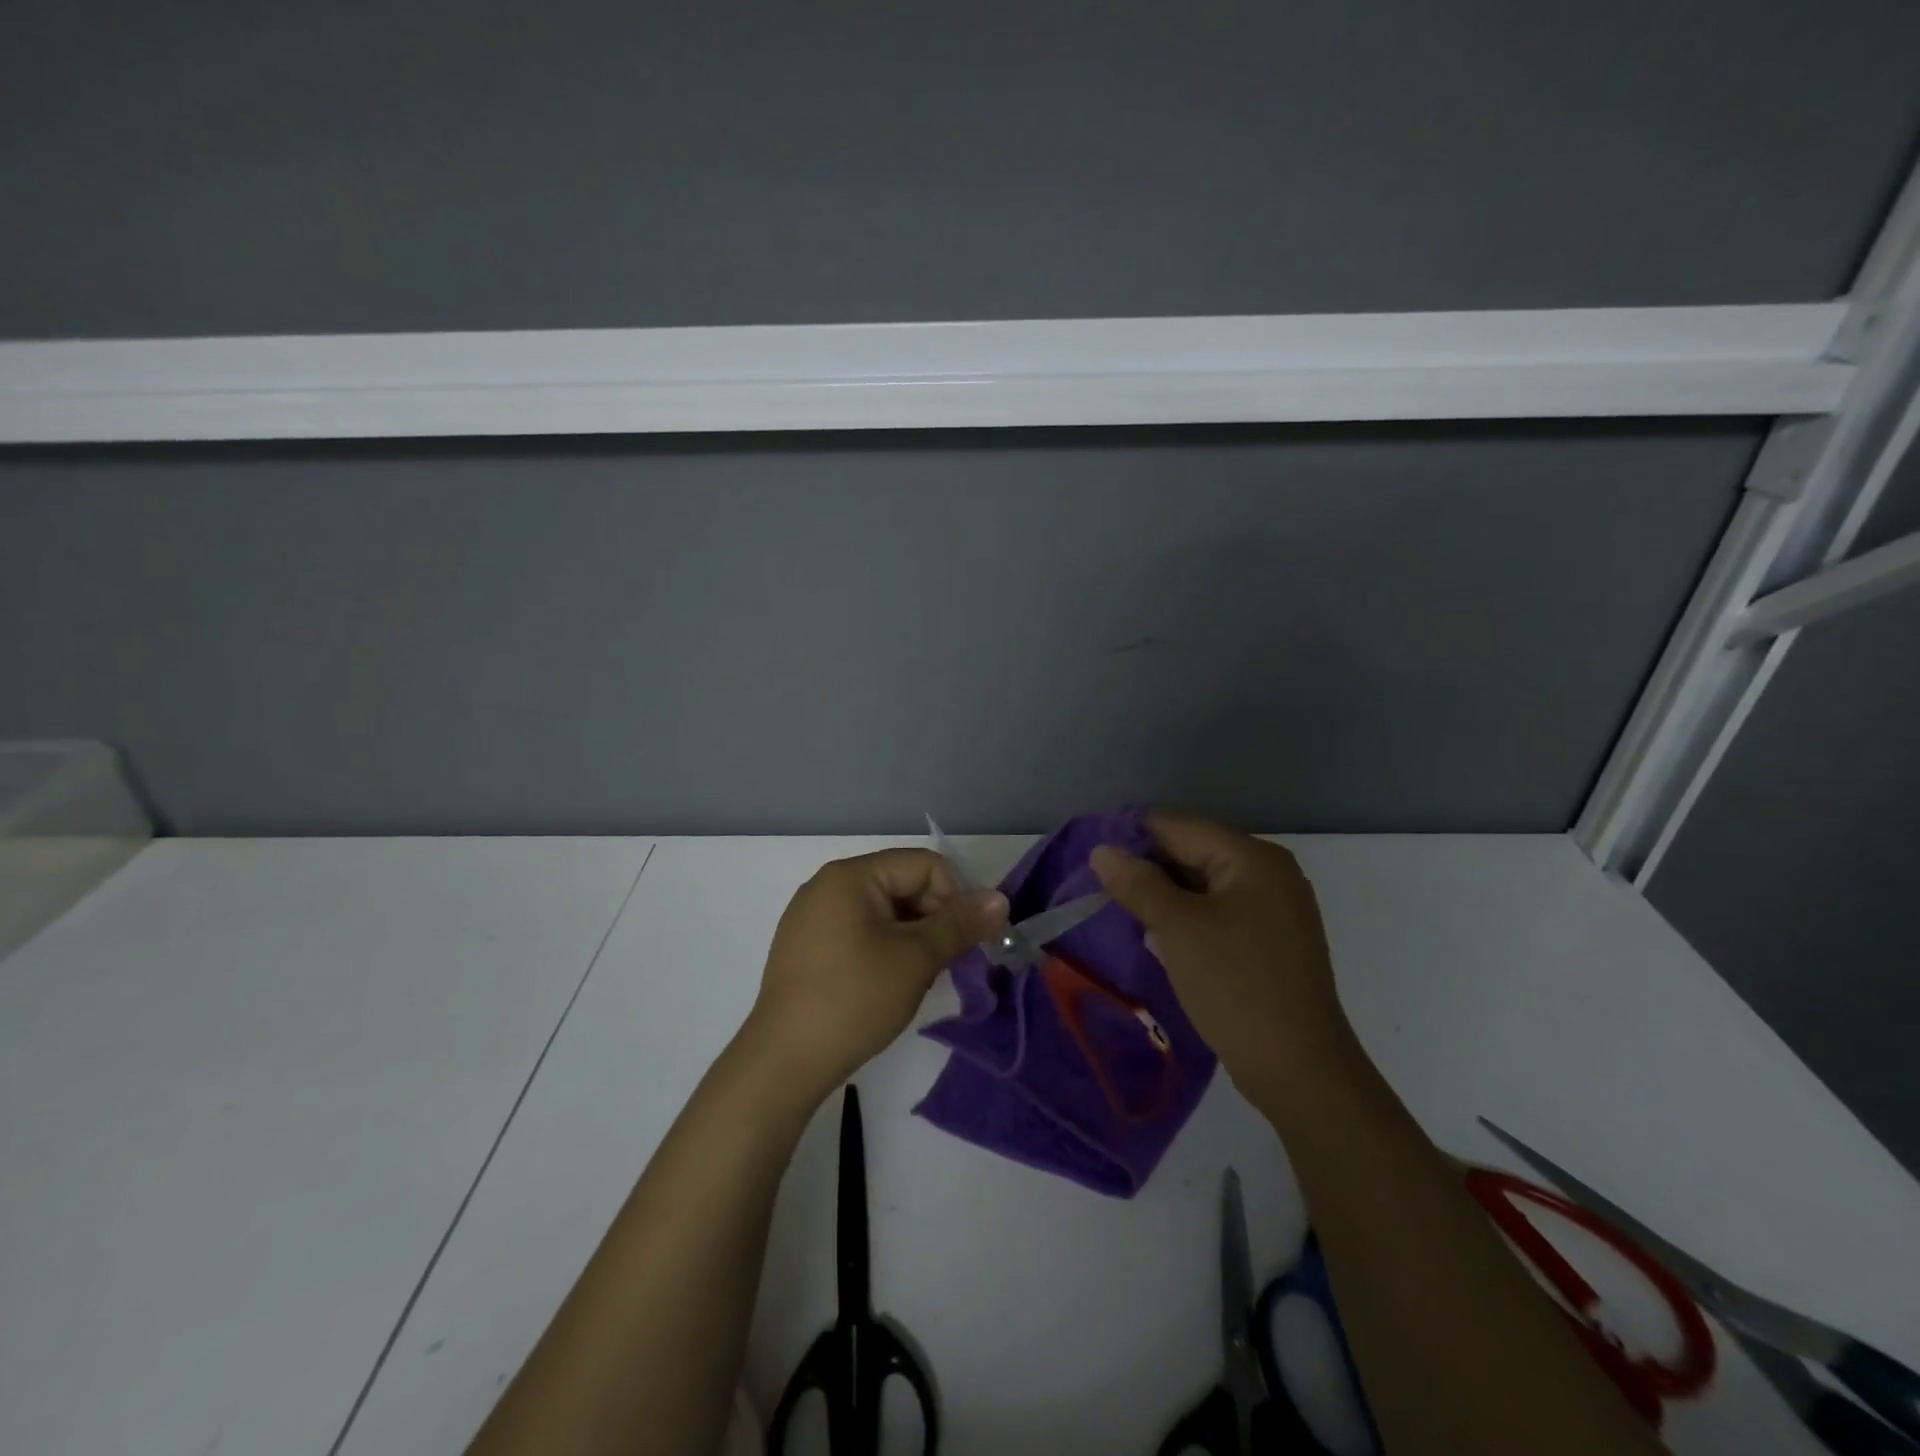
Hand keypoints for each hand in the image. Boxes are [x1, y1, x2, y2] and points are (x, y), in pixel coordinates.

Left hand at [743, 848, 1007, 1101]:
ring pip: (883, 911)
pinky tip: (889, 983)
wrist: (784, 1062)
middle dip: (934, 918)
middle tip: (947, 962)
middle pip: (901, 884)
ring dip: (912, 936)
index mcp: (850, 876)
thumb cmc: (854, 999)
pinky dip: (885, 948)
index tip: (965, 940)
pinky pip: (859, 931)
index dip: (954, 897)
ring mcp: (811, 917)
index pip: (923, 865)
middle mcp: (827, 886)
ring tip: (920, 977)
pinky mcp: (805, 947)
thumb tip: (1000, 899)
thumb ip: (959, 924)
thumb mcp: (915, 959)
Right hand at [1091, 814, 1357, 1107]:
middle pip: (1194, 852)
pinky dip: (1187, 917)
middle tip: (1101, 889)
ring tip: (1121, 911)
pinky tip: (1158, 935)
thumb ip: (1137, 883)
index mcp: (1253, 857)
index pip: (1180, 827)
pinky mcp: (1271, 940)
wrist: (1298, 1069)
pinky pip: (1219, 911)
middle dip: (1148, 868)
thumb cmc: (1235, 985)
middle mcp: (1270, 872)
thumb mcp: (1177, 928)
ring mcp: (1275, 908)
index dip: (1132, 837)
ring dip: (1164, 895)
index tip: (1091, 859)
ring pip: (1204, 884)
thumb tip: (1102, 850)